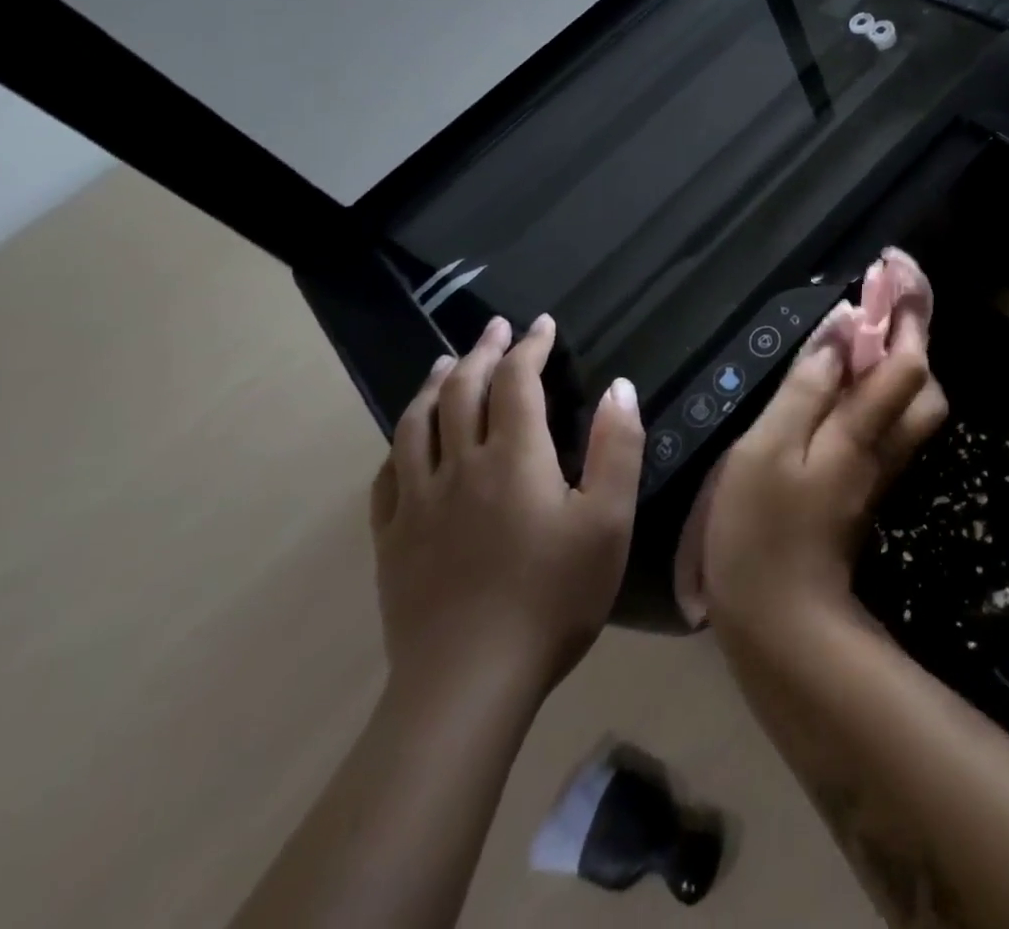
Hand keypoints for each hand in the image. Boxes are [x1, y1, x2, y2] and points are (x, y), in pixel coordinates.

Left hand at [370, 314, 643, 707]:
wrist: (469, 683)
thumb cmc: (553, 597)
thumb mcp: (609, 521)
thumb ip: (617, 448)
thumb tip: (619, 387)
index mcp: (514, 457)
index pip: (517, 381)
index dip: (529, 347)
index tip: (542, 325)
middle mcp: (460, 466)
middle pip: (462, 391)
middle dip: (481, 352)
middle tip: (495, 329)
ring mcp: (418, 503)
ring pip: (416, 424)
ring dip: (433, 385)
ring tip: (445, 364)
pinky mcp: (393, 539)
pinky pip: (388, 474)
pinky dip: (400, 442)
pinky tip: (407, 440)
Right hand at [704, 294, 945, 639]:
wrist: (781, 623)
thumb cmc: (761, 529)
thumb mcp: (768, 447)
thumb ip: (808, 385)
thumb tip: (843, 327)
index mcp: (863, 429)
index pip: (907, 358)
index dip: (906, 309)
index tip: (892, 266)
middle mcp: (884, 444)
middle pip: (924, 381)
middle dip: (913, 332)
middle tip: (880, 298)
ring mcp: (878, 468)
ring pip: (911, 403)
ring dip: (898, 359)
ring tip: (862, 332)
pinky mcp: (864, 485)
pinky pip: (886, 422)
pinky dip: (879, 388)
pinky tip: (847, 382)